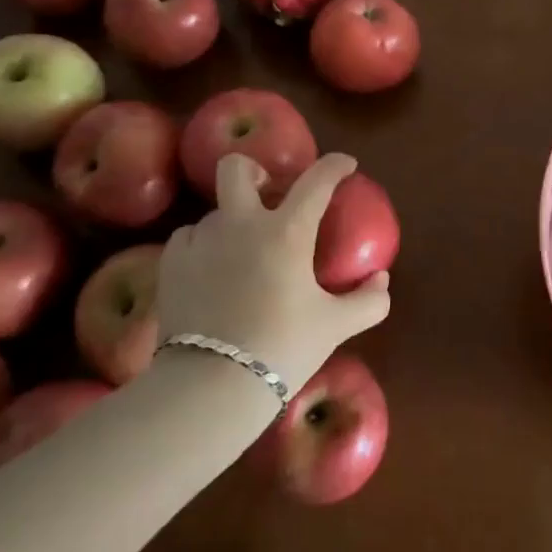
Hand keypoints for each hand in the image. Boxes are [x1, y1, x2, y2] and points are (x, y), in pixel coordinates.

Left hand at [153, 152, 389, 392]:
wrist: (211, 386)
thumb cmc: (282, 348)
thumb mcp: (336, 326)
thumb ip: (368, 300)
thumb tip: (381, 280)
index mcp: (287, 230)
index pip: (317, 179)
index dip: (335, 165)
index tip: (345, 165)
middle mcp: (241, 224)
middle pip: (237, 168)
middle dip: (254, 170)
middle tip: (268, 191)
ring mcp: (201, 241)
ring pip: (215, 211)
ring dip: (233, 221)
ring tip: (242, 252)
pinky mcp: (170, 265)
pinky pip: (189, 239)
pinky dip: (205, 246)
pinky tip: (212, 271)